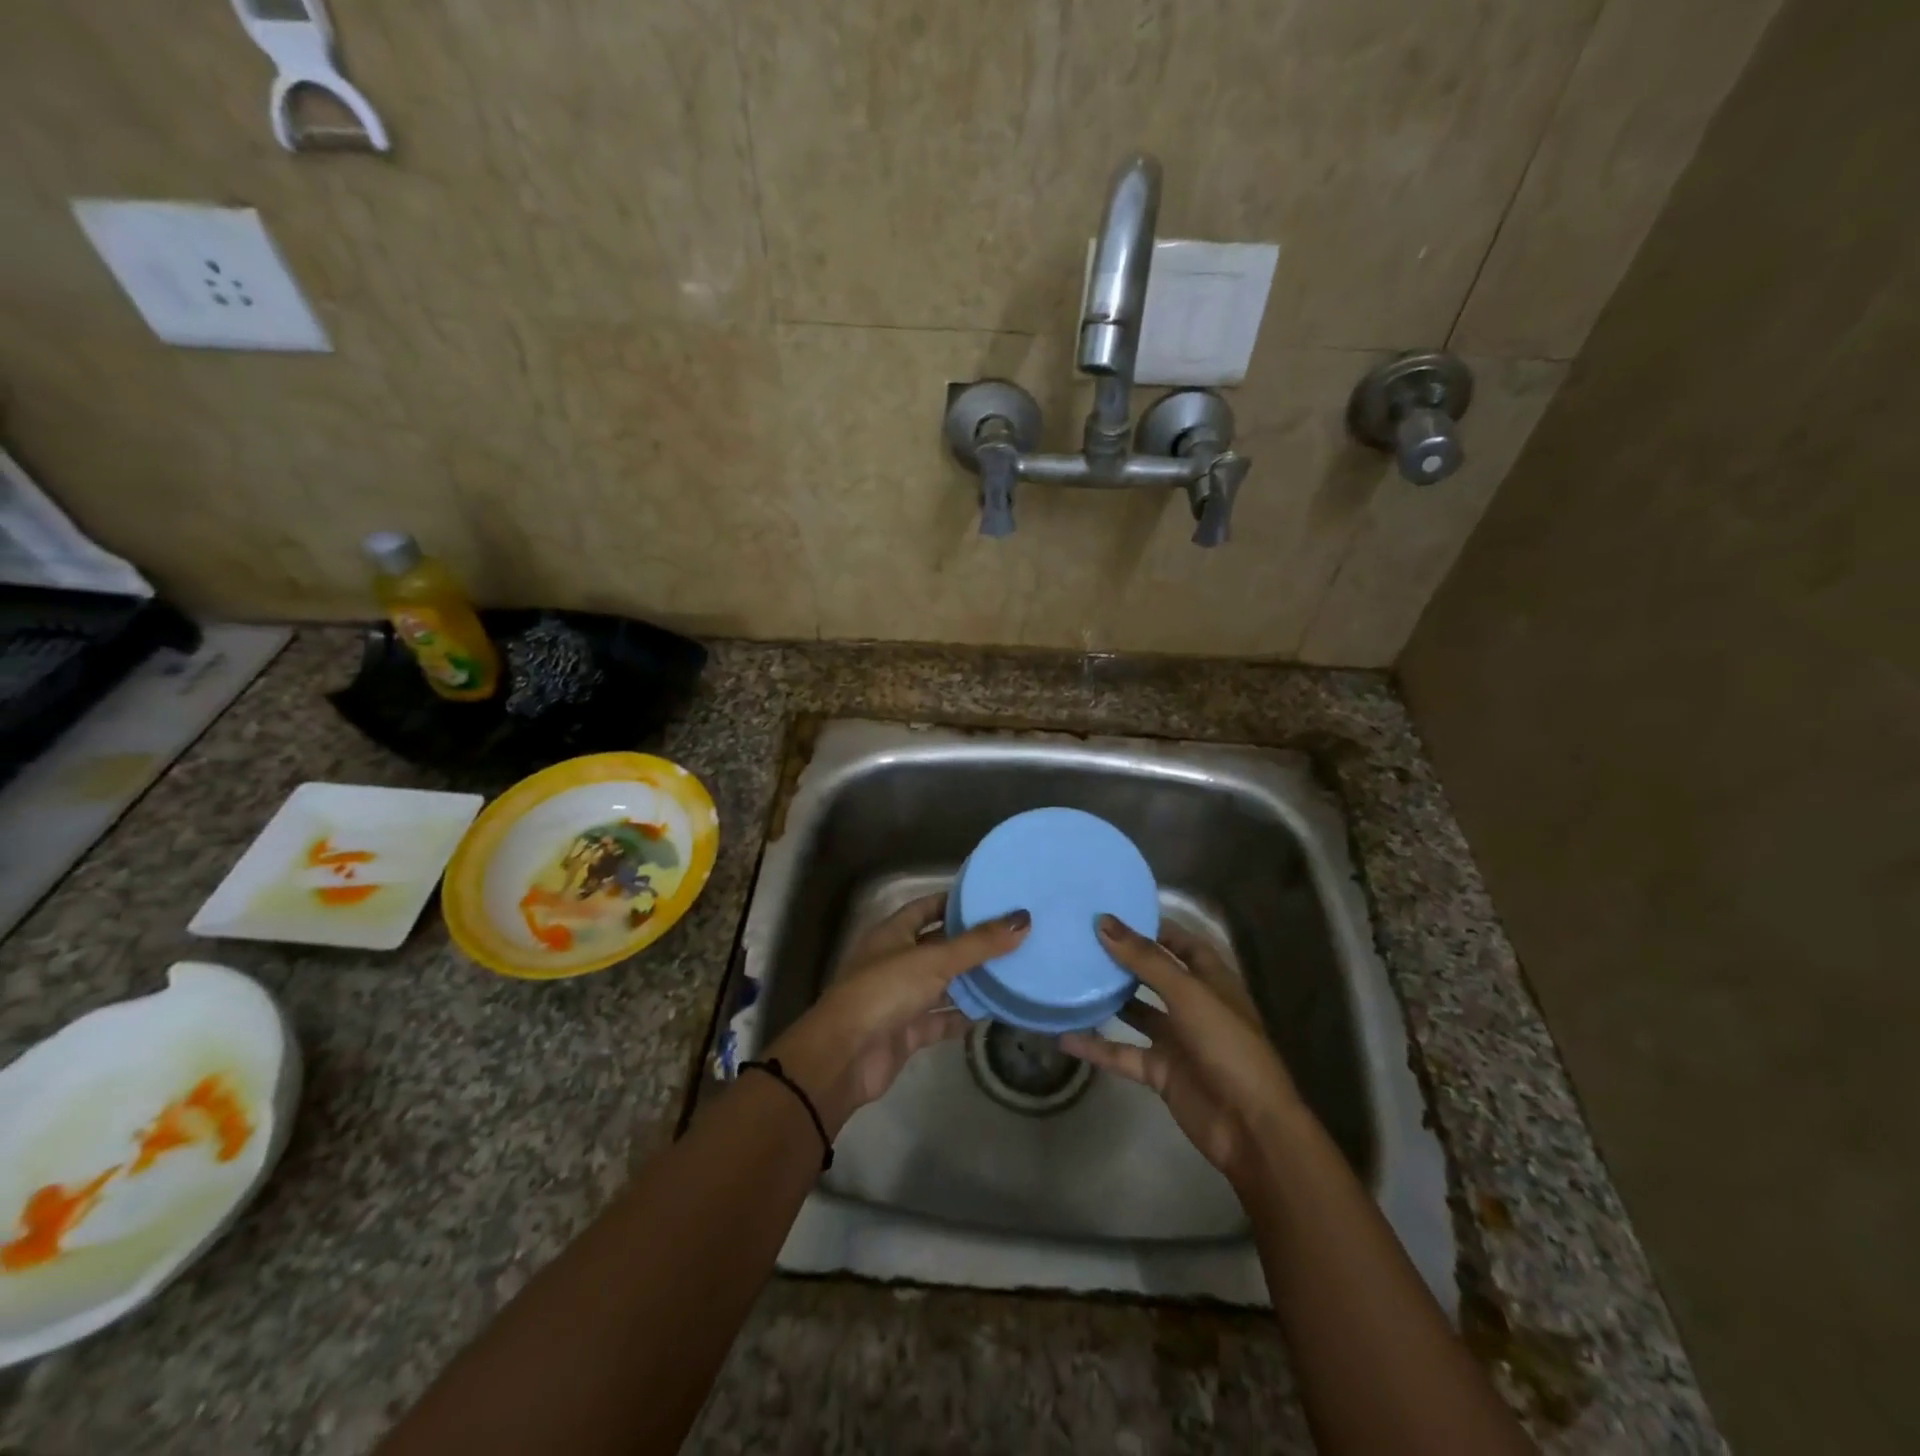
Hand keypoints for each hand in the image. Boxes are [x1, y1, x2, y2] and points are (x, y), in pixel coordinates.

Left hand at [764, 893, 1026, 1135]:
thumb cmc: (885, 991)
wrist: (845, 1056)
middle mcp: (895, 961)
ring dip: (970, 981)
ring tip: (1012, 971)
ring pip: (942, 984)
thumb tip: (1023, 919)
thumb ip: (979, 943)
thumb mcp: (934, 960)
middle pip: (938, 946)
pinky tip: (993, 1012)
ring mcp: (900, 998)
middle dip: (970, 943)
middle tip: (1013, 936)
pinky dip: (962, 1016)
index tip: (990, 899)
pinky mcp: (907, 1031)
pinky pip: (941, 1018)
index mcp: (892, 933)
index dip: (954, 902)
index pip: (926, 907)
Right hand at [1061, 916, 1304, 1190]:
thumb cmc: (1227, 1046)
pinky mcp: (1160, 1071)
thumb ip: (1145, 959)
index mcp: (1211, 980)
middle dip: (1123, 959)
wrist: (1249, 1127)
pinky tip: (1064, 1036)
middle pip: (1154, 974)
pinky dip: (1096, 1047)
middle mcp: (1193, 1005)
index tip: (1112, 912)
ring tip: (1069, 978)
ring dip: (1108, 999)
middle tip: (1081, 940)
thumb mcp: (1187, 994)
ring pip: (1136, 1012)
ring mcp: (1177, 1040)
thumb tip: (1103, 921)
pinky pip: (1123, 1053)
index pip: (1181, 942)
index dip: (1152, 927)